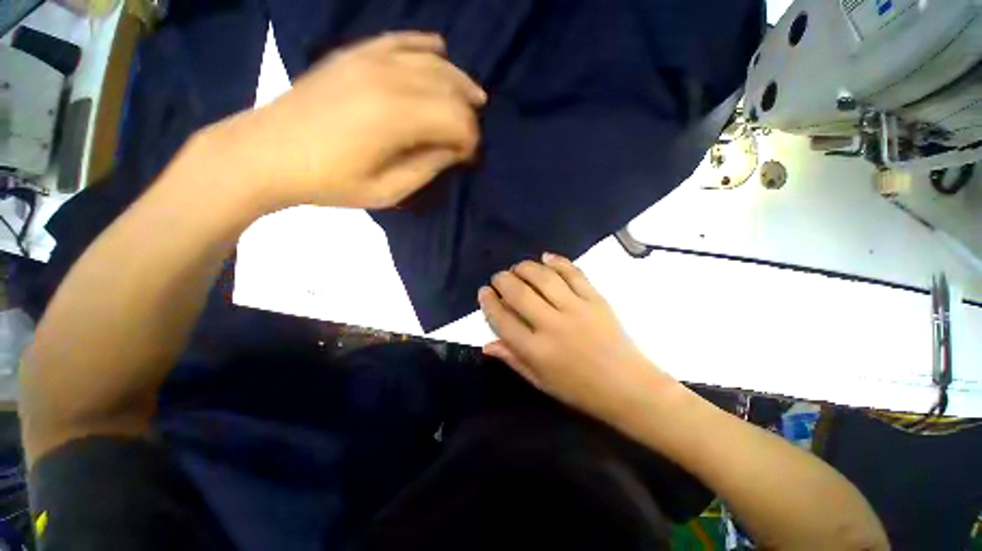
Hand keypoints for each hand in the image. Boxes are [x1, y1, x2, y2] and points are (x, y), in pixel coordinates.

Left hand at [211, 32, 485, 209]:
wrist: (266, 153)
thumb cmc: (329, 182)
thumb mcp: (387, 191)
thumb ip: (426, 168)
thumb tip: (453, 151)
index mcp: (396, 118)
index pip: (455, 120)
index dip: (470, 140)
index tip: (468, 158)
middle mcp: (389, 79)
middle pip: (449, 88)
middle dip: (468, 114)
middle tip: (469, 137)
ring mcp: (370, 60)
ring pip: (432, 61)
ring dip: (458, 81)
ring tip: (473, 98)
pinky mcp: (355, 54)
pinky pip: (400, 40)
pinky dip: (425, 45)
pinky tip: (441, 50)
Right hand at [478, 253, 676, 423]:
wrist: (629, 388)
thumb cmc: (580, 390)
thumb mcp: (541, 382)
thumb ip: (513, 359)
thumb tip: (486, 344)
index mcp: (536, 351)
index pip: (502, 320)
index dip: (489, 303)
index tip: (484, 292)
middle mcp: (553, 326)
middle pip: (519, 294)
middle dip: (503, 280)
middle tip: (499, 277)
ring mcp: (576, 309)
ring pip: (543, 278)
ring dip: (526, 267)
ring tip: (518, 267)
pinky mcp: (596, 300)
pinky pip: (574, 274)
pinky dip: (558, 262)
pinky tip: (546, 257)